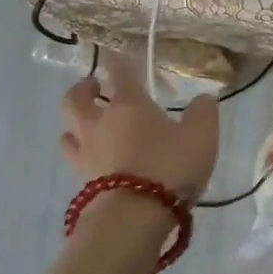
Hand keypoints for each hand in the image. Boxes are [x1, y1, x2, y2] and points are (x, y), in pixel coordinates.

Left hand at [59, 54, 219, 198]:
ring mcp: (86, 154)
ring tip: (90, 126)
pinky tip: (97, 160)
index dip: (118, 61)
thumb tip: (203, 98)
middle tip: (93, 87)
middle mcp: (99, 123)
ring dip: (76, 124)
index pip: (118, 71)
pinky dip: (83, 154)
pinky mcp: (82, 183)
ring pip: (68, 131)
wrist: (134, 216)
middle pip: (75, 99)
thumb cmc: (169, 166)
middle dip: (82, 89)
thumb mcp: (201, 135)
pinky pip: (76, 160)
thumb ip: (203, 112)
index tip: (118, 57)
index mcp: (127, 104)